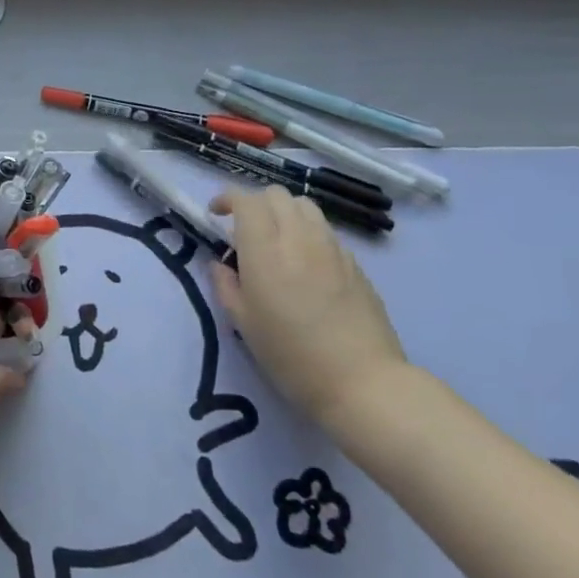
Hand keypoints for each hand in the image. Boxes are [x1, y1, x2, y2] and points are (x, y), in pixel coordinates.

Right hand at [209, 186, 409, 429]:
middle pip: (277, 194)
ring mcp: (332, 249)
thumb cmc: (291, 357)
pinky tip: (305, 263)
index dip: (227, 199)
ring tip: (276, 239)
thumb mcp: (243, 324)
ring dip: (284, 212)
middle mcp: (299, 239)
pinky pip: (326, 231)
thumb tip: (221, 264)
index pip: (246, 201)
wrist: (363, 383)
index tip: (215, 215)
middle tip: (243, 229)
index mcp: (265, 252)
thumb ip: (226, 286)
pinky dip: (308, 233)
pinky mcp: (356, 264)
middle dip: (255, 203)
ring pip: (305, 206)